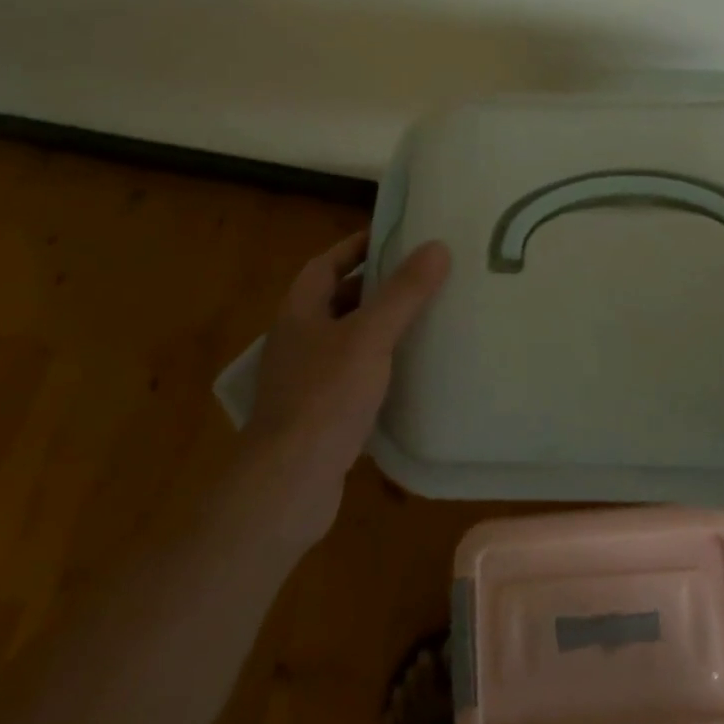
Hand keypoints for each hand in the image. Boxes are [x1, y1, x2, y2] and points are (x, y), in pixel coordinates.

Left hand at [244, 231, 450, 537]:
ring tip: (425, 316)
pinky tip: (411, 371)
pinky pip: (353, 376)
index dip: (358, 246)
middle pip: (338, 299)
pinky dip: (379, 366)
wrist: (287, 487)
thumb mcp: (370, 336)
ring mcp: (305, 380)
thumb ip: (403, 292)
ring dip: (380, 326)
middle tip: (422, 275)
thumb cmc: (324, 398)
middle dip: (376, 286)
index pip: (327, 263)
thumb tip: (437, 246)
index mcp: (299, 312)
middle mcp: (297, 340)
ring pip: (348, 339)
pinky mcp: (319, 414)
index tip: (397, 236)